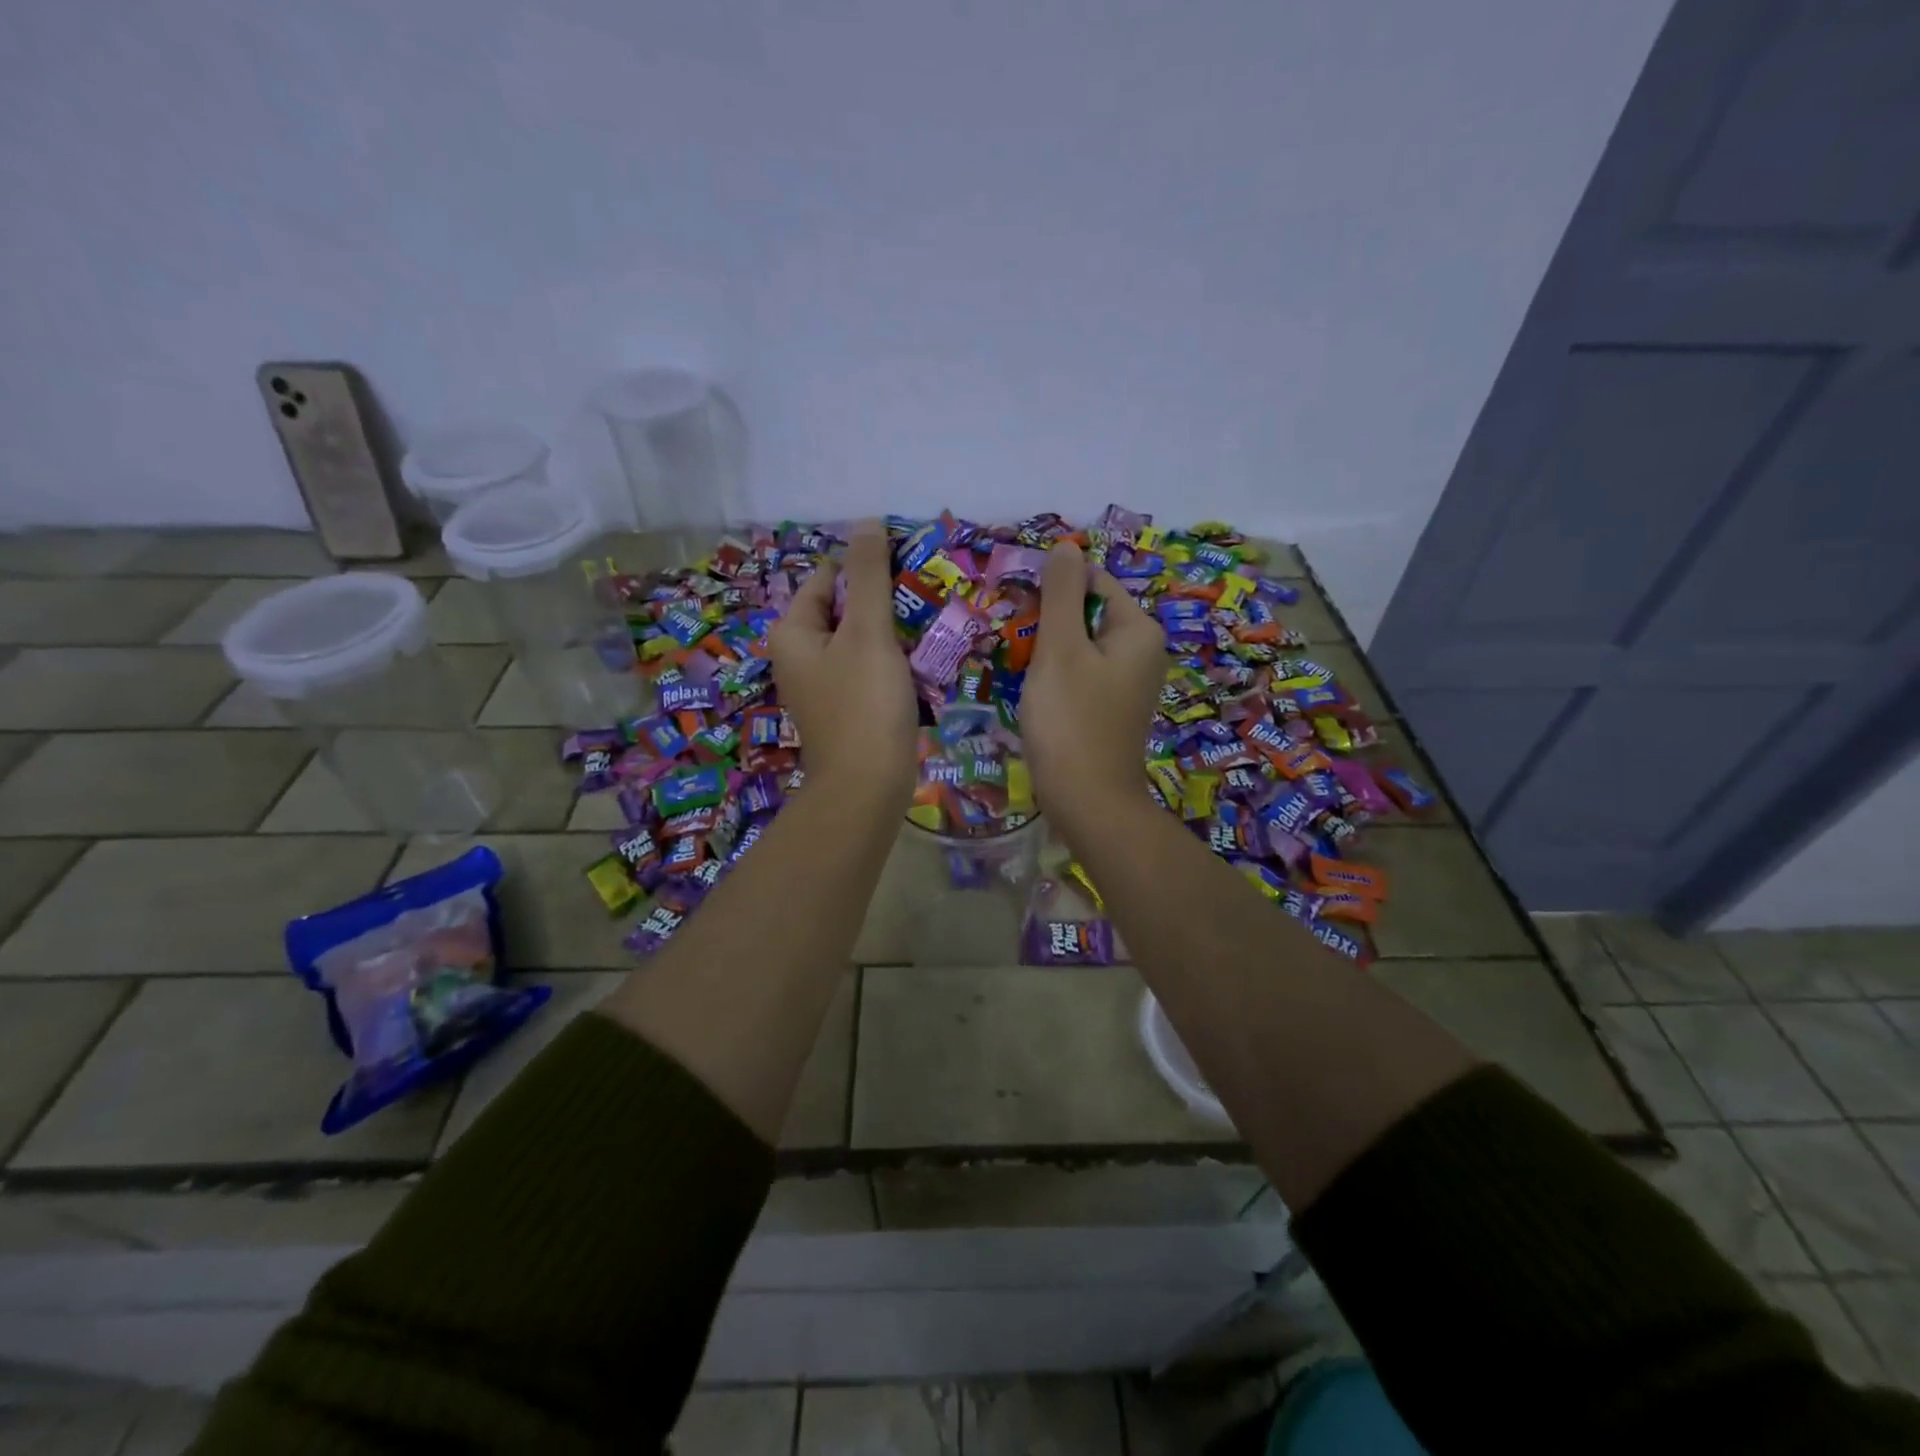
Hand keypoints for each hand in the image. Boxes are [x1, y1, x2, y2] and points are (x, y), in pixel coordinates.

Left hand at [768, 520, 917, 813]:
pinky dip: (890, 661)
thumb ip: (869, 575)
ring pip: (859, 640)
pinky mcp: (844, 707)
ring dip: (891, 631)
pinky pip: (867, 669)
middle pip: (844, 608)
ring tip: (929, 625)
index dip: (866, 567)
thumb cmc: (864, 704)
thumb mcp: (867, 632)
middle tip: (924, 598)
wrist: (867, 786)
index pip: (828, 577)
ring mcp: (822, 684)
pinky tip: (919, 662)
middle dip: (882, 601)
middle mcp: (799, 654)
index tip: (908, 568)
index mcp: (792, 631)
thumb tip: (866, 522)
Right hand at [1020, 542, 1165, 836]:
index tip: (1018, 609)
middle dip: (1050, 622)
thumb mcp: (1060, 649)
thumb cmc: (1071, 720)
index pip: (1094, 582)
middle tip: (1016, 643)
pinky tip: (1037, 695)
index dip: (1054, 589)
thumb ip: (1061, 594)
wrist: (1088, 801)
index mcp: (1139, 631)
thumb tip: (1065, 546)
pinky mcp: (1113, 709)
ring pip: (1082, 647)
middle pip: (1089, 614)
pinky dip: (1058, 677)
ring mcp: (1130, 684)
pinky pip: (1083, 675)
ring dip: (1049, 650)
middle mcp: (1143, 652)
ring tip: (1021, 669)